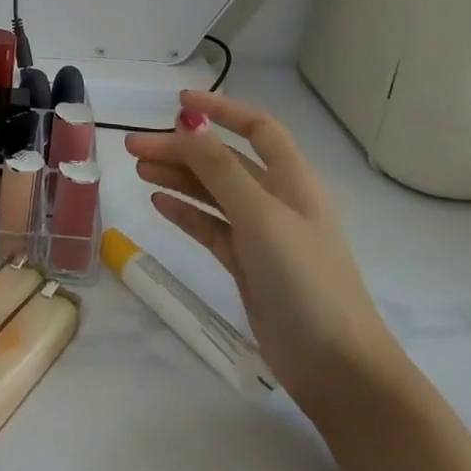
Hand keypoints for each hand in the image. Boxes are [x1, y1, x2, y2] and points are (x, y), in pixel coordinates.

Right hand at [124, 91, 408, 425]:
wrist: (336, 367)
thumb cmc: (305, 280)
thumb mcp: (261, 216)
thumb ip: (221, 170)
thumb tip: (189, 126)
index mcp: (293, 182)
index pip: (258, 129)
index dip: (221, 110)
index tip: (179, 102)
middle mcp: (277, 201)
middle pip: (223, 161)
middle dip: (181, 149)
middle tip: (134, 147)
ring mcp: (262, 234)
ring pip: (212, 193)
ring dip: (177, 177)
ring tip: (138, 170)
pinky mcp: (247, 265)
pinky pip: (210, 227)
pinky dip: (185, 212)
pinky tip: (158, 202)